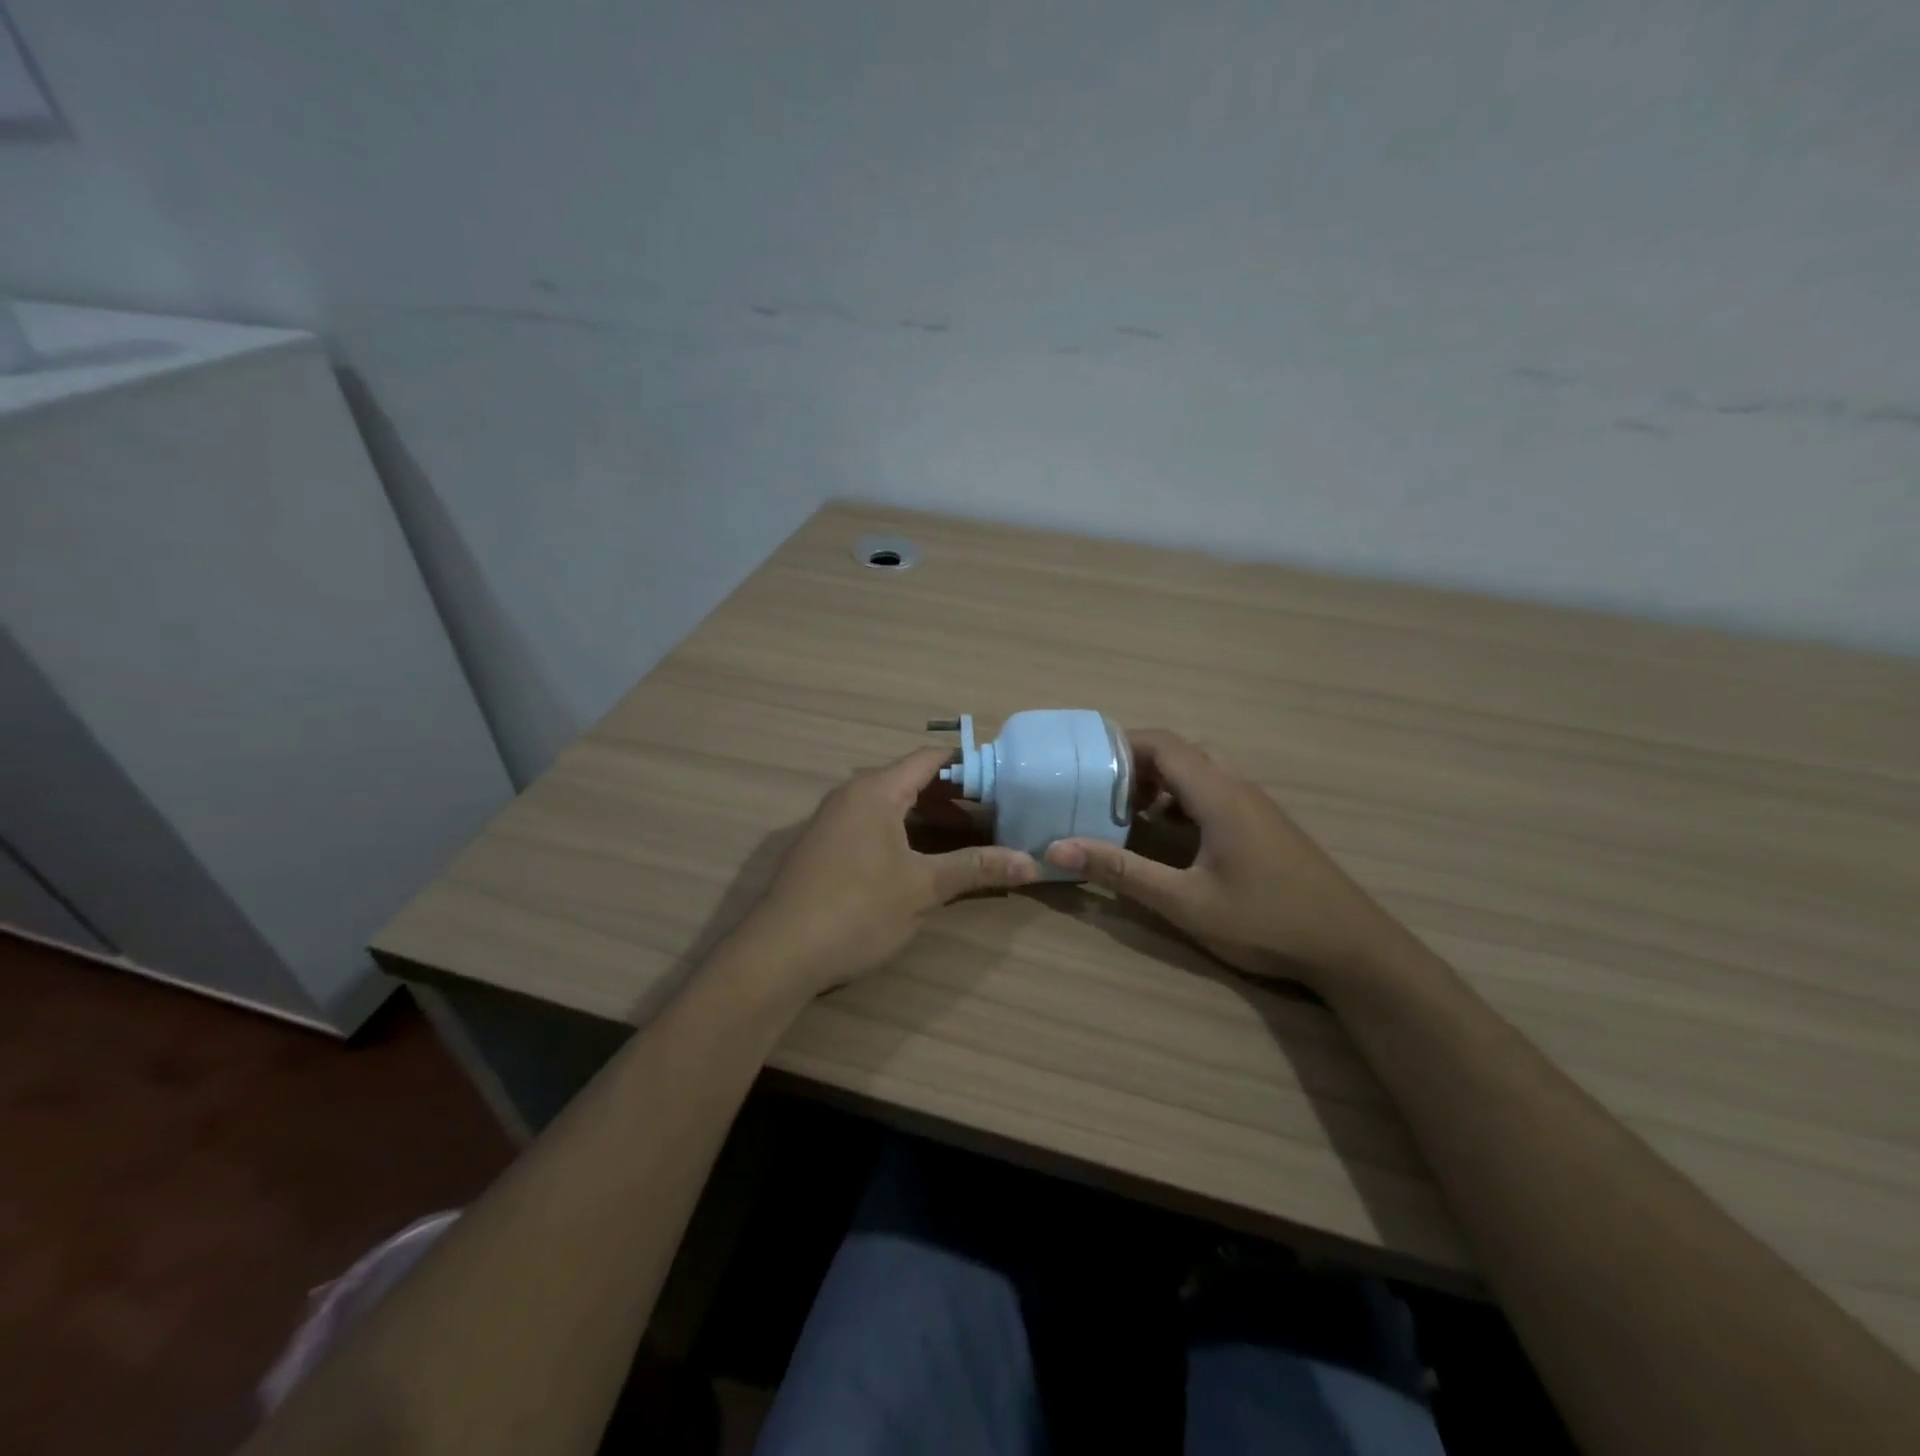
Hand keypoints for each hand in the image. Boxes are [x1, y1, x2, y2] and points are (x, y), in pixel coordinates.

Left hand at [734, 747, 1040, 998]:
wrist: (778, 953)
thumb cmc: (857, 910)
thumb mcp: (923, 888)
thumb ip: (976, 868)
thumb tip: (1032, 863)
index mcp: (876, 790)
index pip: (930, 759)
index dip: (969, 766)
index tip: (1004, 782)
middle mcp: (851, 794)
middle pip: (910, 779)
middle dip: (952, 796)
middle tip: (991, 815)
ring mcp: (832, 820)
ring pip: (889, 804)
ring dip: (926, 817)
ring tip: (962, 839)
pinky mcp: (822, 846)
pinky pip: (871, 823)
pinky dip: (901, 831)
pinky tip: (917, 861)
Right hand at [1045, 730, 1398, 987]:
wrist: (1351, 947)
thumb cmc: (1265, 920)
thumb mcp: (1184, 902)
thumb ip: (1121, 872)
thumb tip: (1058, 849)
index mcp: (1218, 793)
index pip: (1162, 743)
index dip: (1120, 746)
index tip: (1084, 766)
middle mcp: (1237, 786)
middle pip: (1180, 752)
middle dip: (1137, 765)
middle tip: (1103, 794)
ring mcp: (1255, 804)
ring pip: (1199, 772)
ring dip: (1161, 784)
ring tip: (1130, 815)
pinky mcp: (1265, 824)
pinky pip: (1215, 792)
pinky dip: (1183, 800)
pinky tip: (1171, 838)